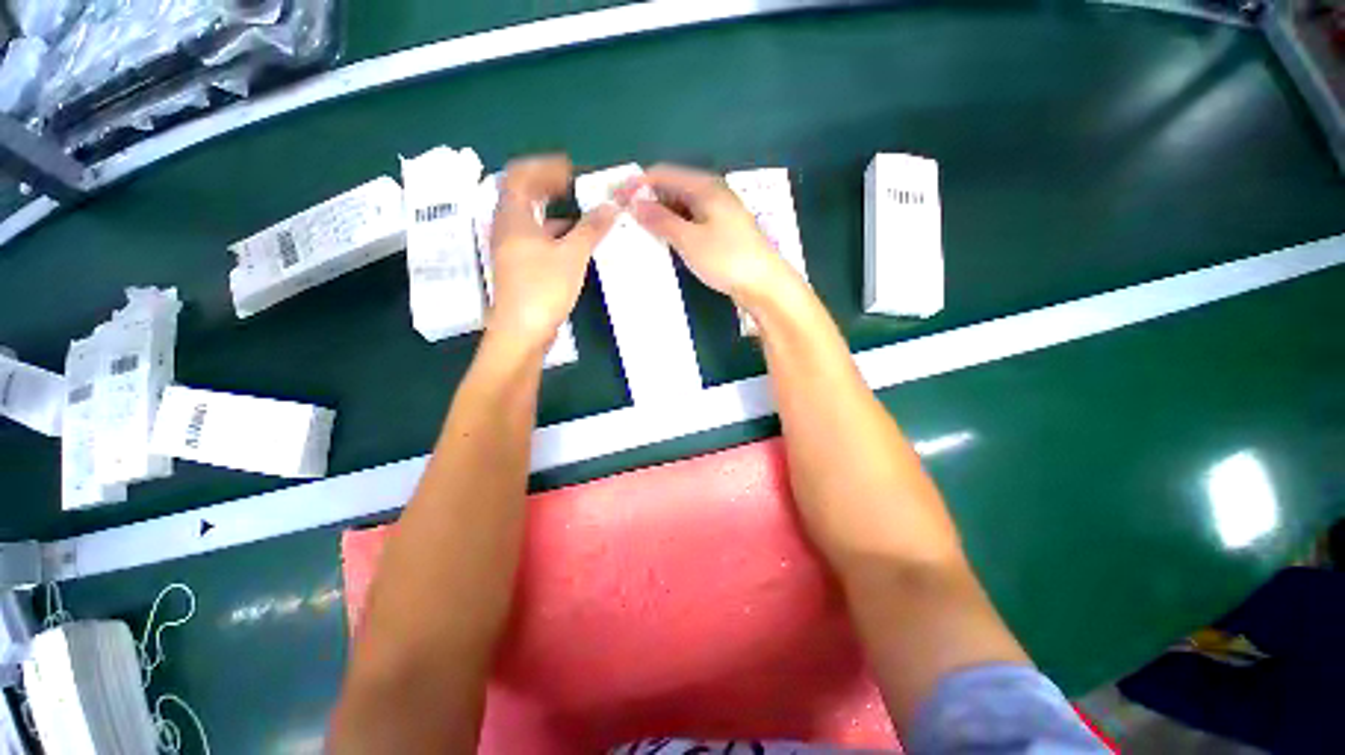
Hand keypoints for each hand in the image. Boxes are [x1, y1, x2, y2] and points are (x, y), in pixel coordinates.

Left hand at [489, 155, 615, 349]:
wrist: (522, 332)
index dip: (545, 167)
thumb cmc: (543, 288)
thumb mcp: (572, 255)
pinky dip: (554, 234)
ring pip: (531, 219)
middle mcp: (506, 228)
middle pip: (522, 195)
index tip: (572, 171)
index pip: (520, 175)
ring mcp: (511, 250)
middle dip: (549, 186)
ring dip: (554, 211)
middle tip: (576, 187)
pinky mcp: (519, 268)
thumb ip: (591, 228)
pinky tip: (575, 244)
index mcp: (513, 217)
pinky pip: (535, 239)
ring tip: (582, 214)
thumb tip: (611, 206)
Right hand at [622, 164, 798, 310]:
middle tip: (624, 219)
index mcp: (705, 186)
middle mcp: (712, 194)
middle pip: (672, 189)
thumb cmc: (727, 258)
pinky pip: (691, 223)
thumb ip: (660, 220)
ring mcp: (718, 214)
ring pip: (681, 208)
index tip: (615, 199)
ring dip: (660, 217)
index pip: (662, 174)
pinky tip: (664, 242)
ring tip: (638, 232)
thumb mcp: (689, 239)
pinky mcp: (721, 233)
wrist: (764, 284)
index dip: (637, 184)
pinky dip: (675, 229)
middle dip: (647, 201)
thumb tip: (634, 203)